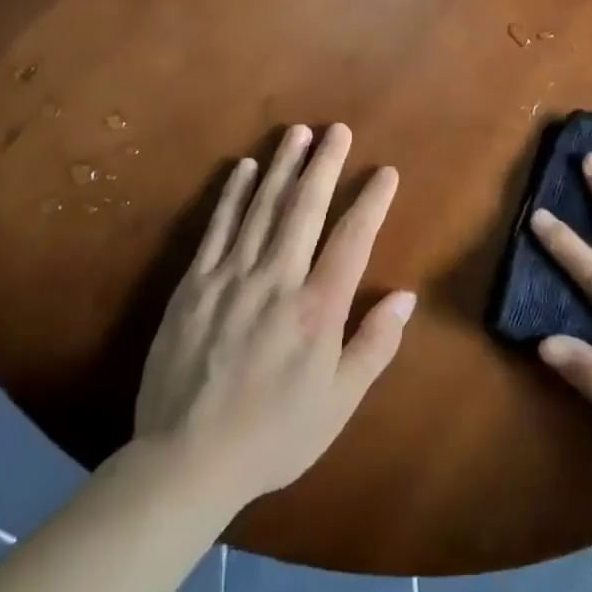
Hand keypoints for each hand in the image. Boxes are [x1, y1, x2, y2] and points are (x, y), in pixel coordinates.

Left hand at [132, 123, 413, 506]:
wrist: (186, 462)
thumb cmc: (273, 435)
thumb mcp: (338, 403)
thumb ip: (374, 345)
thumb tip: (405, 297)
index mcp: (318, 309)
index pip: (352, 240)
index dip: (371, 202)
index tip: (384, 172)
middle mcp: (277, 281)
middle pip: (305, 209)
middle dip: (324, 165)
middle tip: (337, 130)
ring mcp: (231, 278)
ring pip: (262, 209)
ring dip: (283, 167)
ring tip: (297, 133)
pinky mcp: (193, 285)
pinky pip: (217, 229)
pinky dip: (233, 196)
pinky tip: (245, 169)